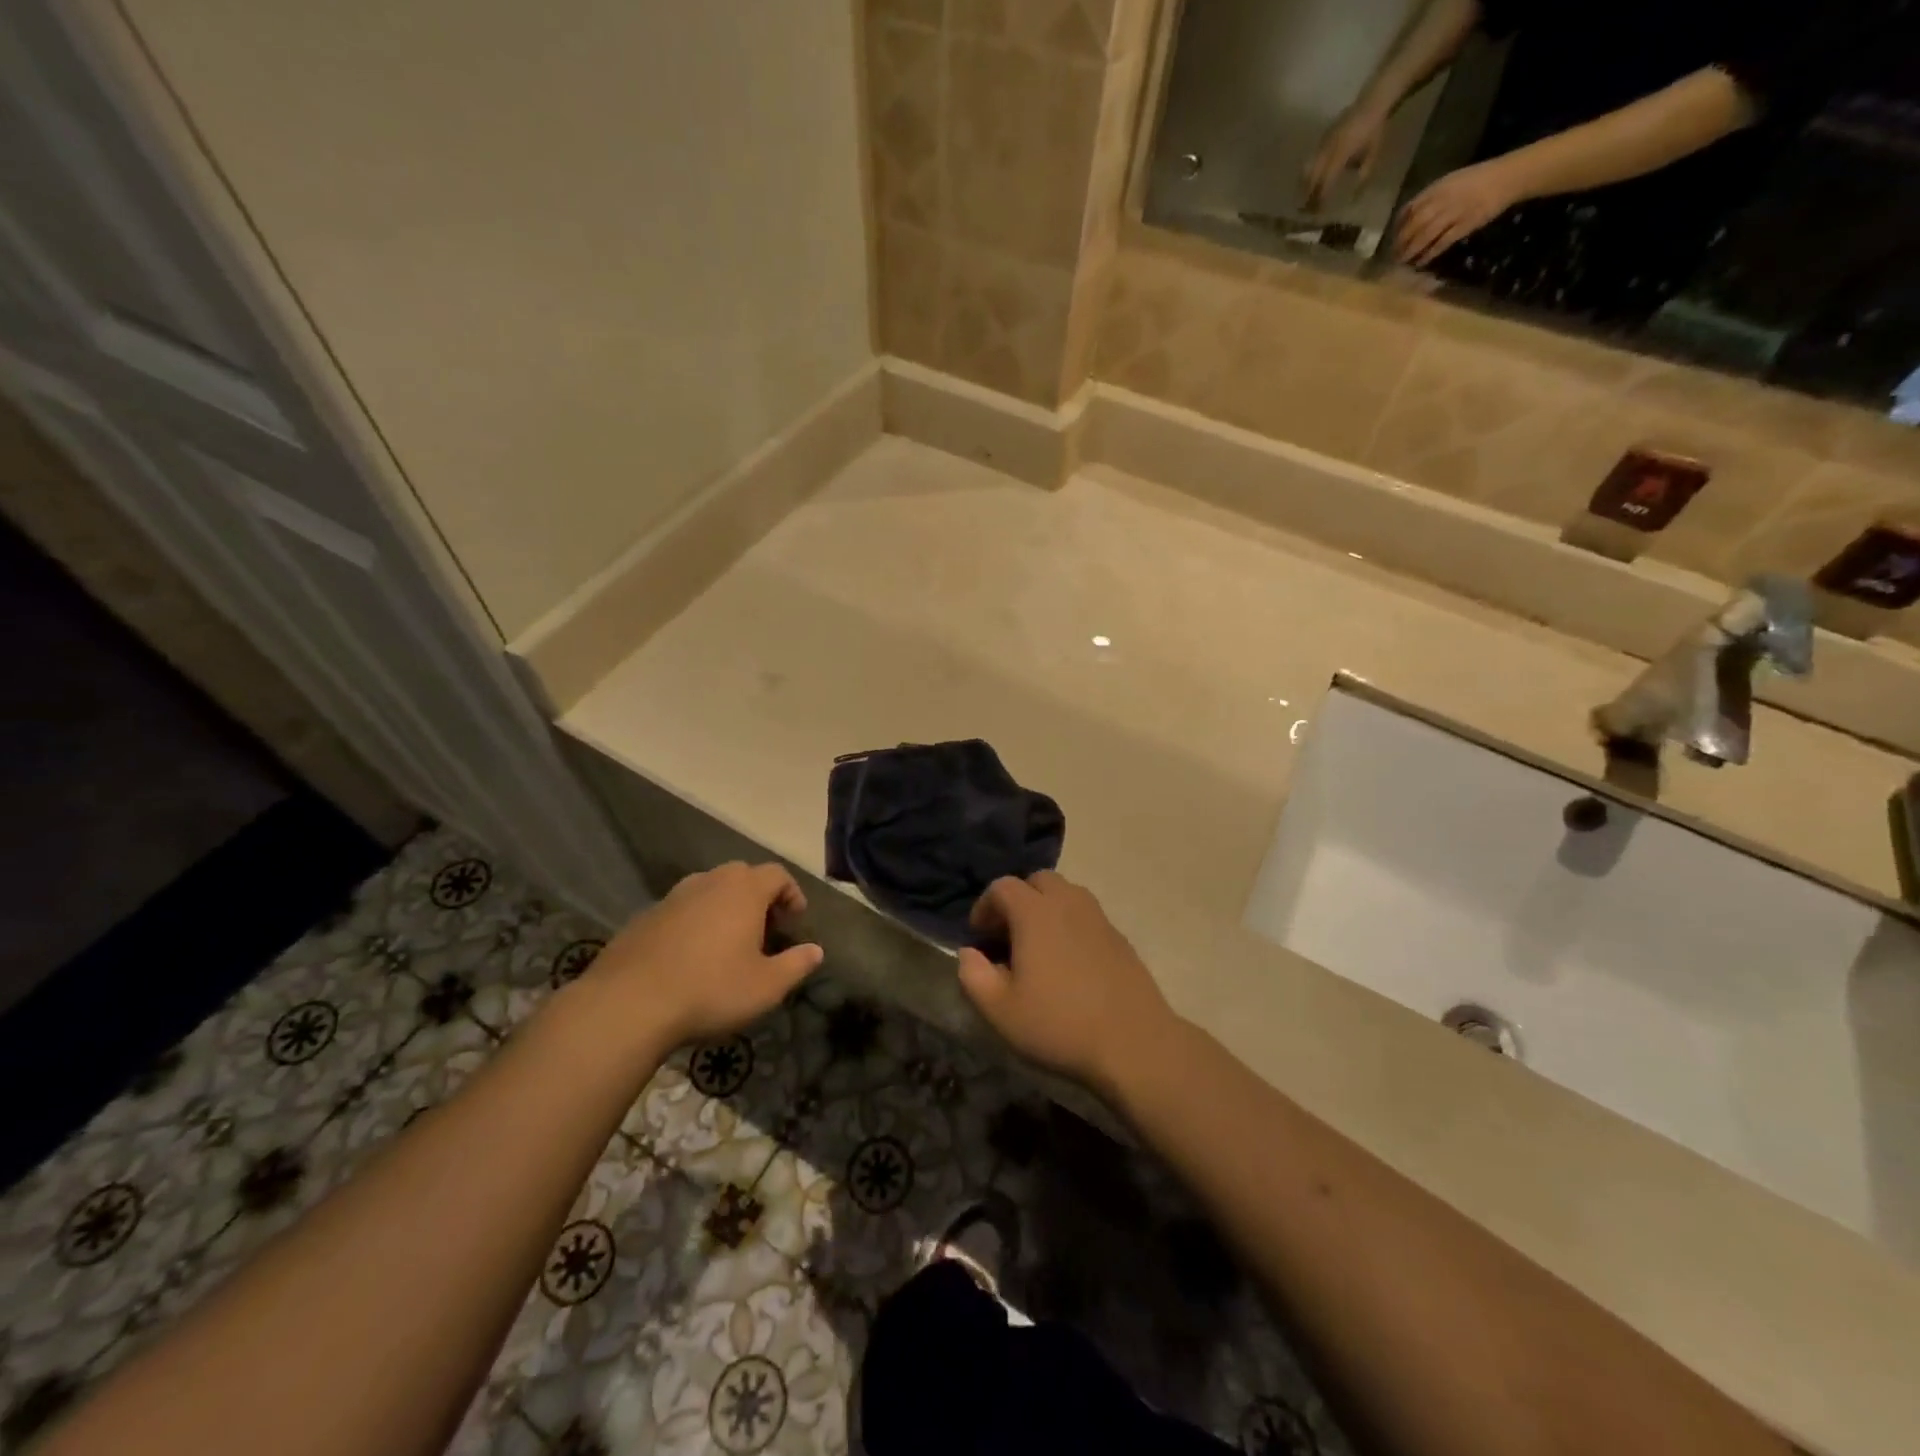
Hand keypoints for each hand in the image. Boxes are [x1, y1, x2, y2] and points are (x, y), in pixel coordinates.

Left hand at [582, 862, 823, 1051]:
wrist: (628, 1004)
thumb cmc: (710, 990)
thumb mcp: (766, 987)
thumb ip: (796, 965)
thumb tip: (816, 951)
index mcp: (743, 891)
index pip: (777, 874)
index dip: (791, 893)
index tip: (795, 920)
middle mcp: (709, 882)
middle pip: (742, 875)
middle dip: (758, 897)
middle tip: (764, 930)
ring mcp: (672, 897)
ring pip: (708, 889)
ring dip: (724, 907)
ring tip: (727, 942)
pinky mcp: (645, 917)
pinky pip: (681, 909)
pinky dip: (694, 922)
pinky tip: (690, 956)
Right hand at [956, 871, 1176, 1097]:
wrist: (1133, 1043)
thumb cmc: (1059, 1024)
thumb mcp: (1000, 1011)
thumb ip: (973, 976)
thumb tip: (968, 954)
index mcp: (1035, 913)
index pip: (1002, 887)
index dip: (984, 906)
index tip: (979, 937)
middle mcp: (1068, 903)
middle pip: (1038, 881)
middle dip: (1018, 900)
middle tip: (1008, 935)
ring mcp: (1099, 918)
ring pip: (1066, 894)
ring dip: (1046, 909)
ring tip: (1038, 947)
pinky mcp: (1119, 937)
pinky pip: (1087, 916)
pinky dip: (1070, 925)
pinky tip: (1069, 963)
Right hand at [1303, 106, 1389, 210]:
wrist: (1373, 101)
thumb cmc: (1375, 129)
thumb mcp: (1373, 153)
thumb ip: (1363, 174)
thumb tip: (1355, 196)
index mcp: (1340, 156)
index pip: (1325, 184)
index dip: (1320, 199)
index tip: (1317, 212)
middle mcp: (1328, 151)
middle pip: (1312, 178)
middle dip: (1308, 195)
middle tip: (1307, 209)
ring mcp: (1323, 143)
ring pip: (1307, 169)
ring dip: (1305, 184)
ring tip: (1304, 196)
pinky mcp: (1323, 137)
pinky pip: (1312, 158)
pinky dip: (1309, 171)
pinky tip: (1310, 178)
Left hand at [1394, 158, 1524, 267]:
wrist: (1508, 177)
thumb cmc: (1477, 179)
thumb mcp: (1451, 182)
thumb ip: (1430, 197)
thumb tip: (1408, 217)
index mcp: (1438, 187)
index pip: (1410, 208)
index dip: (1398, 226)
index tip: (1391, 238)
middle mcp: (1443, 200)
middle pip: (1414, 225)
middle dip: (1401, 242)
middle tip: (1393, 256)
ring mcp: (1454, 213)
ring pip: (1425, 235)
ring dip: (1411, 251)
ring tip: (1403, 262)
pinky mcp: (1465, 225)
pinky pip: (1442, 242)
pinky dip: (1430, 254)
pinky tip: (1421, 262)